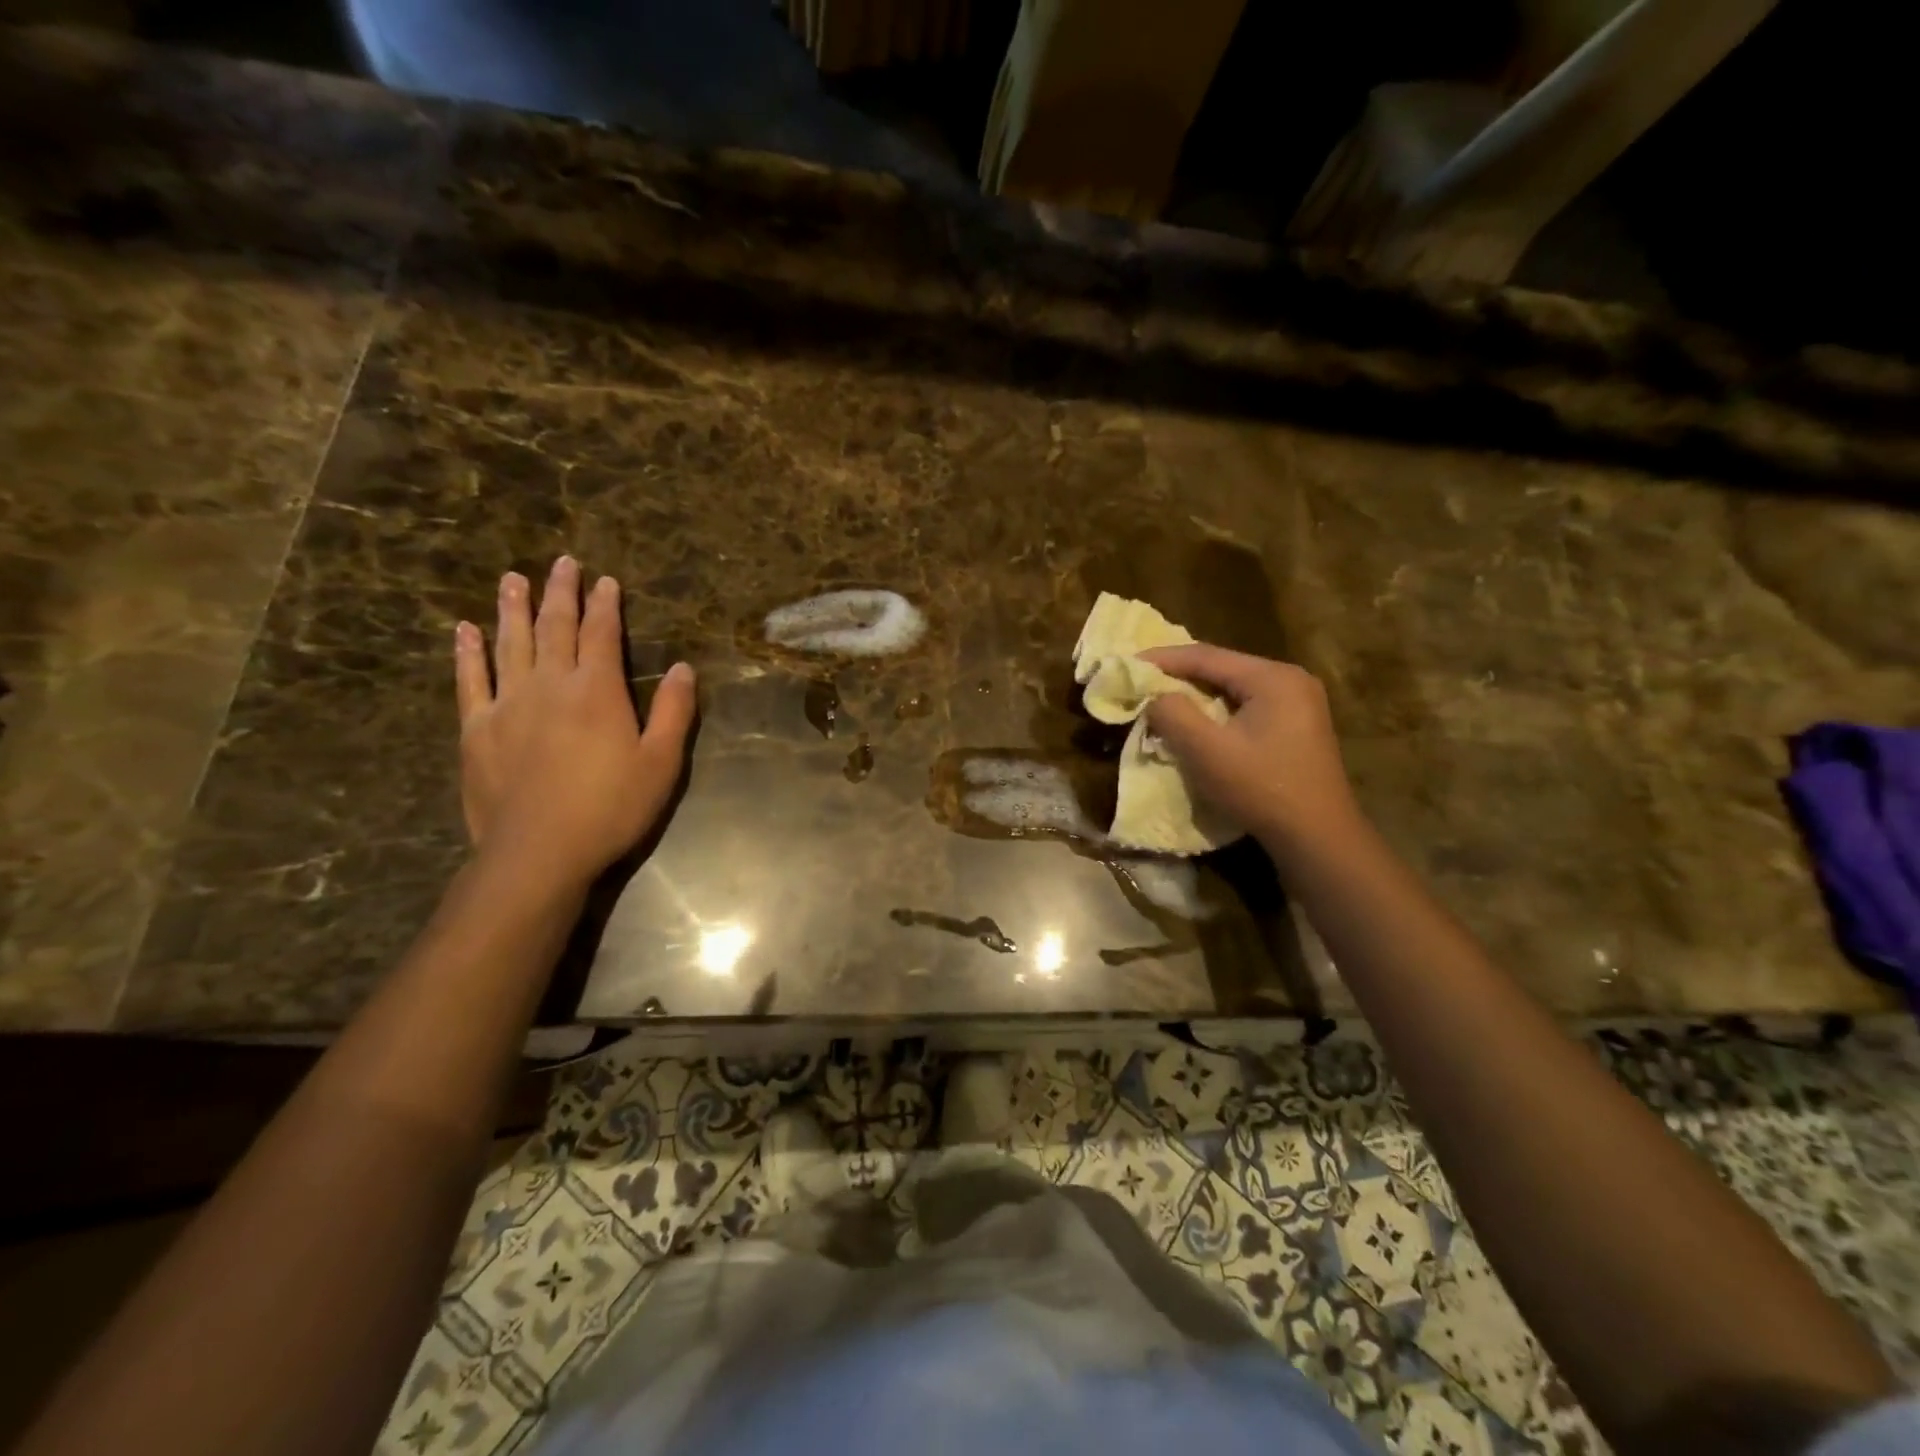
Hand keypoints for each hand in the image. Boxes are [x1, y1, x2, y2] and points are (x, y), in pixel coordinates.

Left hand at [455, 556, 696, 894]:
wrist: (539, 851)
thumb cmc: (611, 808)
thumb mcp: (662, 763)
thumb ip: (674, 712)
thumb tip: (685, 668)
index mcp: (597, 691)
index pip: (601, 634)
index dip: (605, 605)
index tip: (605, 580)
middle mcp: (549, 685)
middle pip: (554, 627)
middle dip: (560, 592)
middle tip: (562, 562)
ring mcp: (507, 704)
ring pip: (510, 643)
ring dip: (513, 609)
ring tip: (512, 579)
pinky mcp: (477, 729)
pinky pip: (470, 680)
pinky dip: (468, 653)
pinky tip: (465, 630)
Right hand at [1141, 644, 1358, 851]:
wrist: (1317, 837)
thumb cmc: (1261, 789)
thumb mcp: (1206, 751)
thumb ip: (1173, 714)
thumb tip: (1156, 697)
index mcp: (1273, 677)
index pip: (1207, 656)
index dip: (1163, 658)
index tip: (1128, 664)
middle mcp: (1291, 680)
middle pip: (1223, 668)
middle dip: (1180, 675)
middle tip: (1142, 682)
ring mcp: (1300, 703)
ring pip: (1234, 688)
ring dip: (1197, 694)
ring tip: (1162, 700)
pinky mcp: (1298, 726)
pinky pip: (1248, 705)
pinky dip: (1217, 710)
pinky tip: (1198, 721)